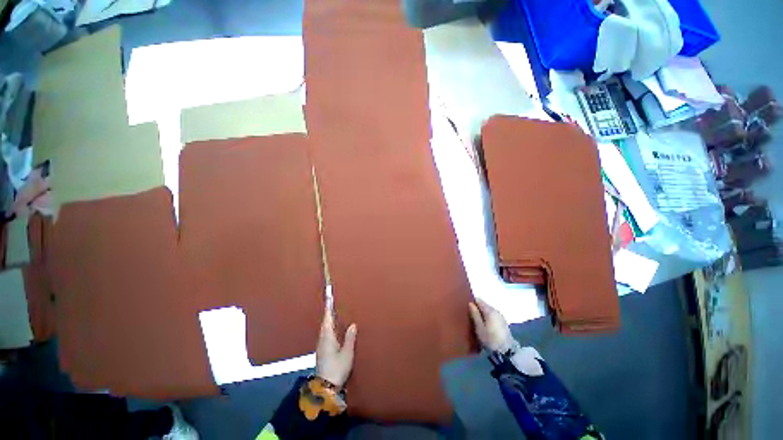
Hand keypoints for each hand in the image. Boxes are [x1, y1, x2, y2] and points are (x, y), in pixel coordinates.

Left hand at [316, 302, 356, 388]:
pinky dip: (329, 327)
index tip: (329, 296)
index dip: (329, 307)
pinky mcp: (322, 351)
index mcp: (327, 337)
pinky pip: (325, 334)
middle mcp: (322, 339)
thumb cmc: (337, 368)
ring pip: (324, 328)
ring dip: (328, 319)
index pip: (328, 318)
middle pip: (325, 322)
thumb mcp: (347, 353)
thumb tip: (352, 324)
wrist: (325, 388)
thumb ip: (350, 338)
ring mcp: (321, 346)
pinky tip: (334, 328)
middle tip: (332, 301)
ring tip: (334, 311)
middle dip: (328, 311)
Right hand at [469, 299, 514, 351]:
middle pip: (484, 305)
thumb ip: (475, 314)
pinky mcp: (503, 322)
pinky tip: (484, 323)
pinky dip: (488, 317)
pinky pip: (493, 315)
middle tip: (469, 313)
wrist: (507, 352)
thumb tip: (470, 303)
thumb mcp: (479, 328)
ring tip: (476, 319)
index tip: (465, 305)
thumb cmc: (490, 339)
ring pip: (488, 310)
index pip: (479, 300)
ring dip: (482, 313)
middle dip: (477, 307)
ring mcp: (500, 316)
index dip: (472, 301)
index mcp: (489, 311)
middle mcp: (496, 310)